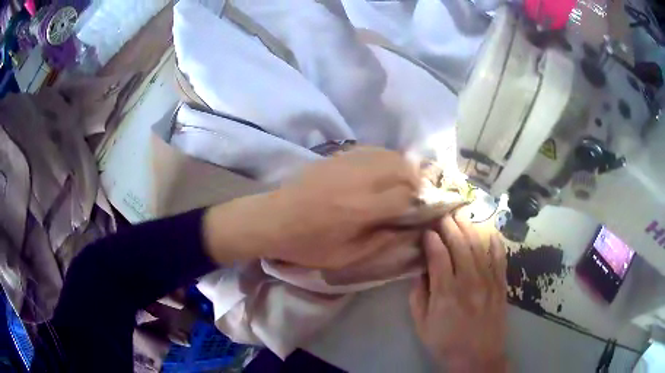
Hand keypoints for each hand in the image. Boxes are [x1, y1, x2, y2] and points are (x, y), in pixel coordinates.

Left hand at [203, 147, 419, 267]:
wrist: (272, 219)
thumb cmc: (307, 244)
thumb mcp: (346, 256)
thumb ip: (382, 242)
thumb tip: (409, 229)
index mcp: (362, 208)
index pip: (406, 195)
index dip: (420, 201)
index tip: (424, 208)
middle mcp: (359, 180)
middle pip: (403, 168)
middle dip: (416, 181)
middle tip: (416, 195)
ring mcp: (347, 163)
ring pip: (389, 154)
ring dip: (403, 167)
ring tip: (403, 182)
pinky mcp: (336, 156)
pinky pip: (371, 150)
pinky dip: (385, 158)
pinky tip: (382, 171)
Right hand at [410, 214, 507, 371]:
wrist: (478, 357)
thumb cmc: (446, 343)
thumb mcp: (422, 325)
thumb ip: (418, 297)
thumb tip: (419, 271)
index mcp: (446, 293)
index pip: (438, 256)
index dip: (432, 239)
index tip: (426, 230)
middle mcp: (469, 281)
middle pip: (460, 244)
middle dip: (450, 225)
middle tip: (443, 213)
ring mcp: (488, 281)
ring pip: (480, 245)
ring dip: (470, 226)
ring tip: (462, 213)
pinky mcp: (501, 284)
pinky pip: (500, 256)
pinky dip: (494, 240)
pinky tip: (488, 229)